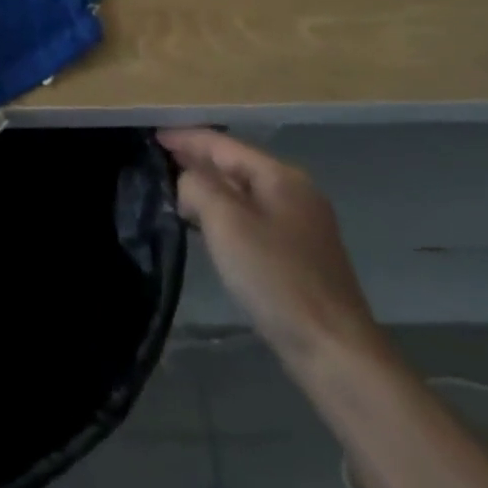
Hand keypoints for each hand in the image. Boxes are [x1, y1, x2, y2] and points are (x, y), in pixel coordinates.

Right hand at [159, 129, 381, 370]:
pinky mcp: (300, 255)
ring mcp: (302, 224)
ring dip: (210, 188)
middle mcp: (295, 191)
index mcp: (280, 176)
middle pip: (236, 164)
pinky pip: (253, 217)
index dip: (186, 138)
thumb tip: (187, 180)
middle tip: (159, 160)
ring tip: (176, 191)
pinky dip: (226, 213)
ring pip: (244, 193)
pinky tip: (208, 226)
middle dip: (198, 160)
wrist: (334, 350)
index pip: (223, 144)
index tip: (153, 136)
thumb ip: (198, 186)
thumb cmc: (276, 277)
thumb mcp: (226, 222)